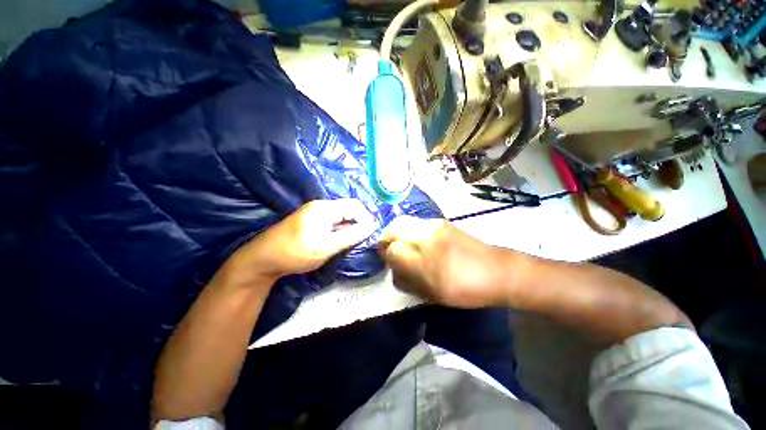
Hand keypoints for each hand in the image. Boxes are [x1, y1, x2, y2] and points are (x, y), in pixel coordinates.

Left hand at [223, 199, 376, 286]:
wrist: (262, 259)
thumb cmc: (296, 252)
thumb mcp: (327, 246)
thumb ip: (351, 235)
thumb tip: (372, 226)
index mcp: (325, 208)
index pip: (355, 206)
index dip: (367, 217)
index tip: (374, 233)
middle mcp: (320, 205)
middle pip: (348, 208)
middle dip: (360, 221)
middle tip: (366, 237)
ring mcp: (313, 212)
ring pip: (340, 214)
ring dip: (351, 225)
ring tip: (356, 239)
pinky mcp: (309, 220)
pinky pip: (332, 219)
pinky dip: (341, 227)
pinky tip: (342, 238)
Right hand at [378, 216, 521, 307]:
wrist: (497, 271)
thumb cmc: (465, 289)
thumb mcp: (431, 295)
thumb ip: (406, 281)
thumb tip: (392, 269)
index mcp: (424, 260)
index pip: (391, 249)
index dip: (385, 254)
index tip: (386, 260)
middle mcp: (426, 236)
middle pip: (394, 228)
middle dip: (386, 238)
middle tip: (387, 248)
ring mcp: (434, 225)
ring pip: (403, 222)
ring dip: (397, 232)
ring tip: (400, 243)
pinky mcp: (441, 222)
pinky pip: (416, 222)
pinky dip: (408, 229)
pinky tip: (415, 239)